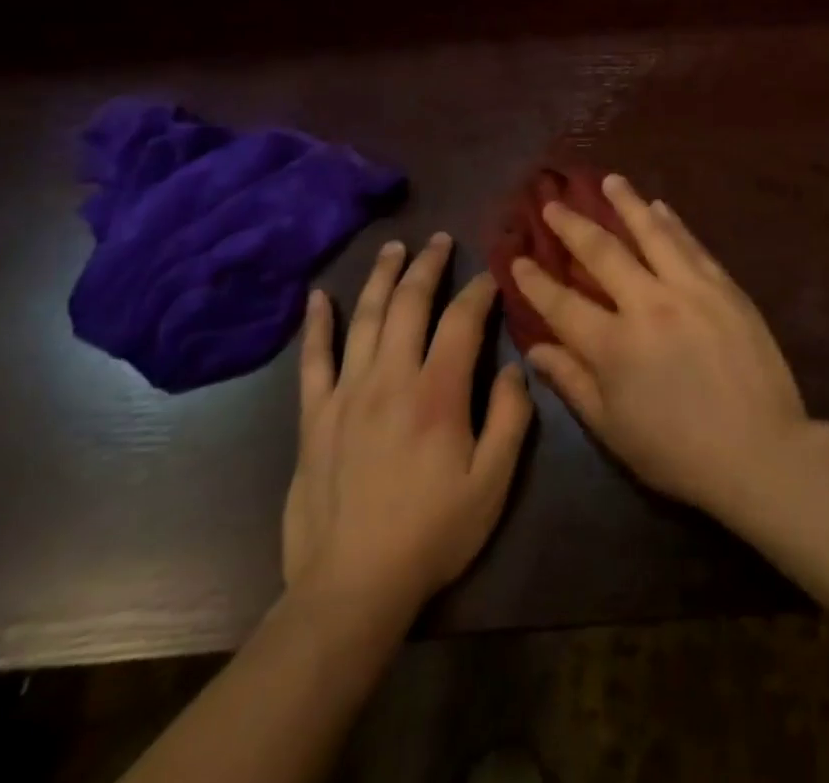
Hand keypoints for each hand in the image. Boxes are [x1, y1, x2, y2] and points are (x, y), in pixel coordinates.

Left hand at [283, 235, 533, 633]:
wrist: (352, 589)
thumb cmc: (433, 534)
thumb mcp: (493, 482)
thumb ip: (512, 418)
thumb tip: (515, 366)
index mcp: (438, 393)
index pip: (462, 320)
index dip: (479, 290)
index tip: (491, 274)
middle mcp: (390, 379)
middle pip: (408, 304)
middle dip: (428, 266)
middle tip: (440, 240)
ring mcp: (346, 395)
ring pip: (364, 319)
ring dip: (380, 277)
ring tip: (393, 248)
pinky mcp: (314, 418)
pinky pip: (313, 360)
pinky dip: (317, 325)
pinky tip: (318, 297)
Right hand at [513, 175, 811, 522]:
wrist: (760, 450)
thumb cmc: (678, 452)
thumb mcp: (613, 430)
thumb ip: (573, 383)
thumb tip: (536, 348)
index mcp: (614, 346)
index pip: (562, 303)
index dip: (535, 280)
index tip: (517, 256)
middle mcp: (648, 305)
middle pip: (603, 253)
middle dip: (573, 226)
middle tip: (553, 203)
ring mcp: (690, 289)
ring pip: (652, 233)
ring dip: (627, 203)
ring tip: (609, 180)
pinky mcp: (724, 286)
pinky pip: (692, 244)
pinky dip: (673, 222)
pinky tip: (660, 206)